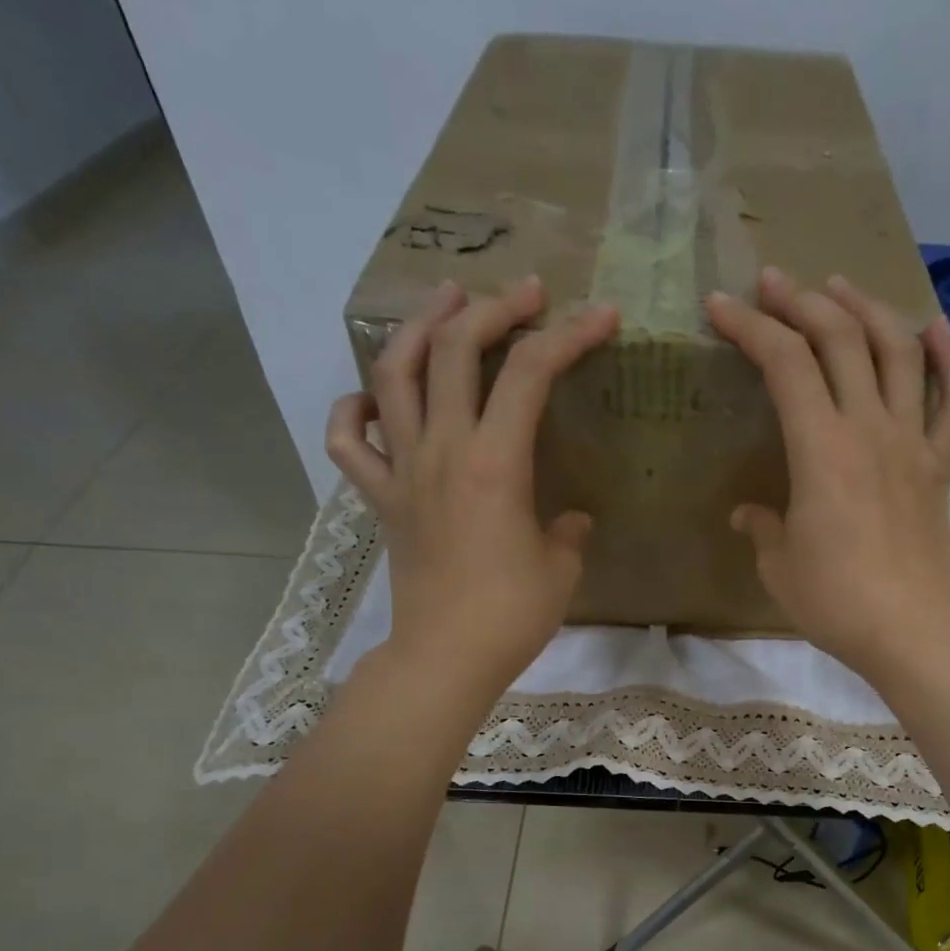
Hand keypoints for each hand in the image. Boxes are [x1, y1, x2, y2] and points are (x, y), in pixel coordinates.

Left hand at [326, 277, 618, 696]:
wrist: (446, 656)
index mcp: (495, 463)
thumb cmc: (512, 615)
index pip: (531, 373)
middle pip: (455, 349)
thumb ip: (568, 532)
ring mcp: (403, 470)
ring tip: (445, 304)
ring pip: (394, 375)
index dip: (570, 335)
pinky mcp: (381, 498)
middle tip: (524, 293)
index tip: (601, 316)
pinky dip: (353, 408)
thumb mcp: (562, 569)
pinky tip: (373, 398)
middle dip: (494, 308)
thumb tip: (570, 519)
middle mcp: (443, 450)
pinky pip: (348, 440)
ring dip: (420, 328)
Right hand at [706, 268, 949, 679]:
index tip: (721, 306)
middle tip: (773, 283)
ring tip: (840, 289)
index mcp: (820, 449)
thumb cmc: (834, 602)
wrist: (909, 629)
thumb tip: (749, 514)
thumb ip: (762, 528)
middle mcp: (869, 428)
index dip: (750, 327)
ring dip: (866, 309)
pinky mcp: (941, 464)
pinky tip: (933, 329)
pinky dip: (949, 358)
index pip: (784, 363)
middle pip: (840, 338)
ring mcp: (912, 441)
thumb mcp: (779, 566)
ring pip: (897, 351)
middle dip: (801, 301)